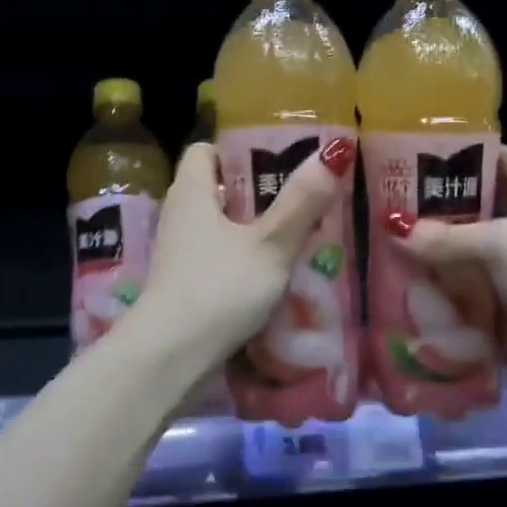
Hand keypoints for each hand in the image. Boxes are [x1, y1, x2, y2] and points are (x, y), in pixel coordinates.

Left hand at [138, 137, 356, 372]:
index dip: (238, 149)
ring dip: (254, 230)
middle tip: (303, 197)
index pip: (205, 150)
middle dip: (258, 193)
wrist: (171, 357)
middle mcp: (180, 217)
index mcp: (192, 193)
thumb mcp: (270, 243)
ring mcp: (180, 255)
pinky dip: (244, 261)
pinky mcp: (185, 286)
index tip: (278, 159)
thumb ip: (303, 200)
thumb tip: (335, 148)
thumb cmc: (220, 288)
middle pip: (218, 190)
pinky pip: (219, 259)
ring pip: (221, 228)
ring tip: (298, 235)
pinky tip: (276, 275)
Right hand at [389, 146, 506, 419]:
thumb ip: (449, 236)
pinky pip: (468, 297)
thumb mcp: (506, 246)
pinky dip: (442, 296)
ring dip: (432, 257)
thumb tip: (396, 229)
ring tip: (382, 249)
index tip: (412, 157)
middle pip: (477, 210)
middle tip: (384, 208)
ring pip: (467, 256)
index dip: (462, 155)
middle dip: (434, 211)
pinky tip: (403, 293)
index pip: (501, 161)